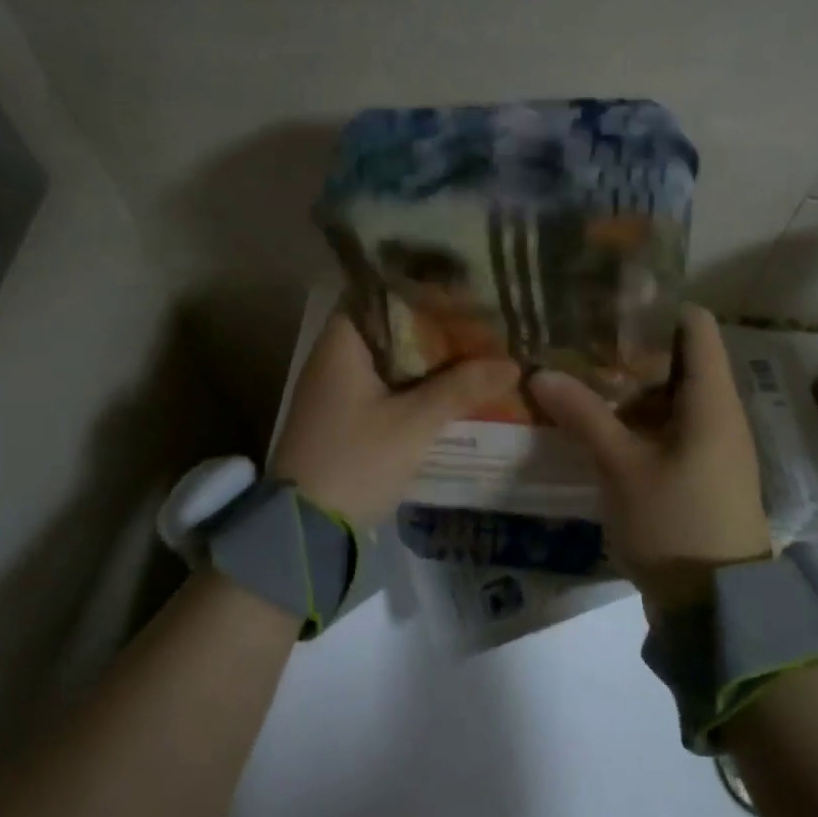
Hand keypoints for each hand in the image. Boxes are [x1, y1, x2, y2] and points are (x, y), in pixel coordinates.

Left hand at [270, 307, 519, 525]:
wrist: (305, 530)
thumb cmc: (355, 462)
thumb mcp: (413, 424)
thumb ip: (461, 388)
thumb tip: (512, 363)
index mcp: (340, 343)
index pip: (379, 292)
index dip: (419, 286)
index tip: (460, 286)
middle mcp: (334, 356)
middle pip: (388, 324)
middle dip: (433, 323)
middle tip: (479, 317)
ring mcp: (337, 387)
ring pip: (390, 356)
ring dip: (427, 355)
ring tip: (475, 346)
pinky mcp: (344, 415)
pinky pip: (386, 383)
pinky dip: (415, 380)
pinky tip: (450, 385)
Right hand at [529, 305, 771, 612]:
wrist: (716, 607)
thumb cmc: (676, 522)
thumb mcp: (622, 467)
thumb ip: (583, 415)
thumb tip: (540, 371)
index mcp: (712, 399)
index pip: (695, 325)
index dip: (656, 306)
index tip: (607, 302)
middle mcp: (718, 411)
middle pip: (679, 355)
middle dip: (629, 345)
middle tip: (577, 336)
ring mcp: (710, 442)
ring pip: (669, 392)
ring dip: (628, 383)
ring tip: (577, 370)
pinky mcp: (698, 468)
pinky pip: (667, 423)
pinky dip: (634, 415)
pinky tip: (594, 418)